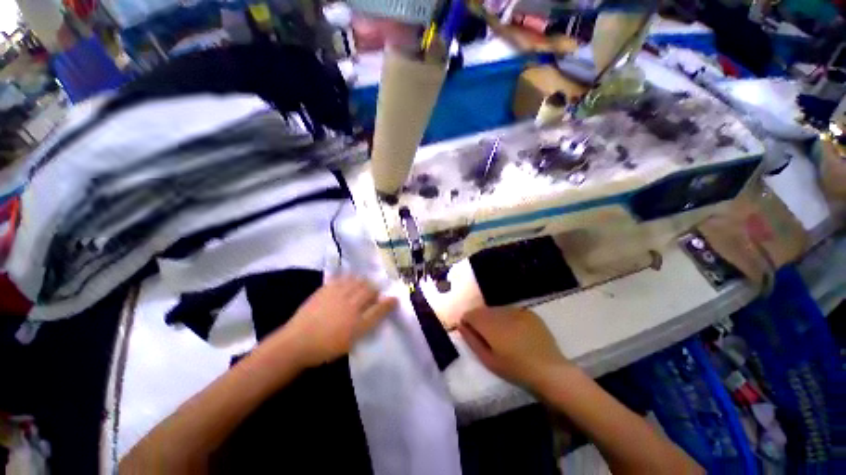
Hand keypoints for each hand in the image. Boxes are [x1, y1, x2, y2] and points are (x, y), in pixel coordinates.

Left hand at [281, 277, 397, 366]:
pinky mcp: (324, 290)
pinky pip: (341, 278)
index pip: (378, 308)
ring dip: (363, 281)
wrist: (296, 343)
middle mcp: (349, 303)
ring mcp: (336, 294)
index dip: (388, 303)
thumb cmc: (326, 346)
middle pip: (369, 289)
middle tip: (375, 293)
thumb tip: (380, 311)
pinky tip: (348, 281)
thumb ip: (368, 324)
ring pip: (356, 281)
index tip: (394, 299)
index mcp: (356, 319)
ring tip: (363, 286)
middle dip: (375, 289)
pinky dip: (348, 278)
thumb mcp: (351, 340)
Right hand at [458, 307, 571, 391]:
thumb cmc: (515, 369)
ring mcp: (516, 310)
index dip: (467, 322)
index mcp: (489, 324)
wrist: (549, 370)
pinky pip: (511, 311)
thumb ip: (471, 340)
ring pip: (496, 309)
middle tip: (487, 336)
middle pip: (483, 310)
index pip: (470, 314)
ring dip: (494, 318)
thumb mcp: (488, 360)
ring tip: (502, 334)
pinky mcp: (528, 312)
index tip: (471, 332)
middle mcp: (501, 312)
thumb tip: (460, 324)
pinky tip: (515, 331)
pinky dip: (508, 318)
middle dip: (480, 320)